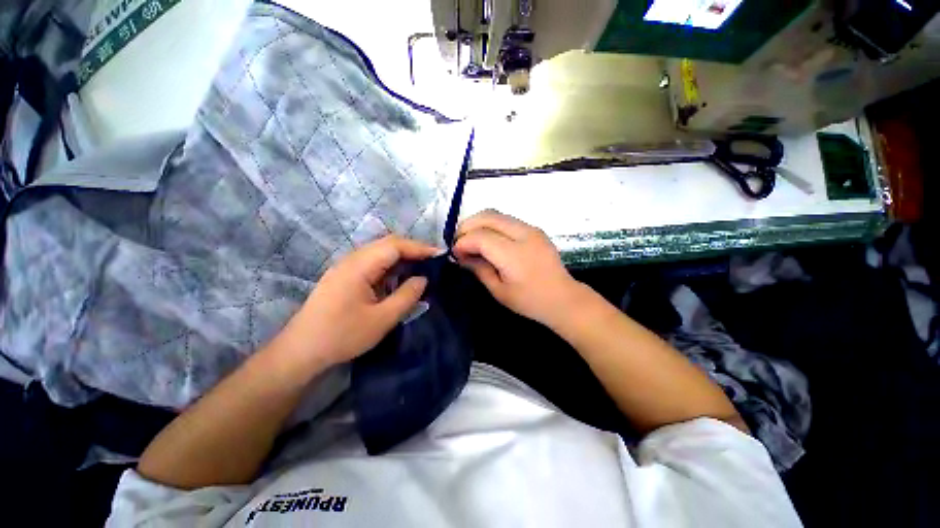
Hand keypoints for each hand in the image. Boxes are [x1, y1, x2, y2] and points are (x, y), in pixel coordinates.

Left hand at [275, 236, 438, 369]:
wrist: (301, 352)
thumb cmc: (342, 336)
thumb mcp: (382, 319)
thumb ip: (407, 296)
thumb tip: (423, 279)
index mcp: (359, 266)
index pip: (394, 246)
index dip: (419, 248)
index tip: (439, 255)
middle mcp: (351, 260)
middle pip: (387, 245)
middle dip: (412, 251)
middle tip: (433, 262)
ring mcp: (346, 268)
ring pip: (380, 254)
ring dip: (402, 259)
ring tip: (421, 269)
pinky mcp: (344, 277)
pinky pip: (372, 264)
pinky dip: (390, 268)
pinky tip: (399, 279)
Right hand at [453, 210, 585, 326]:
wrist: (563, 298)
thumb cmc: (530, 301)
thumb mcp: (499, 291)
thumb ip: (479, 269)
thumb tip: (461, 255)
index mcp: (514, 254)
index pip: (480, 236)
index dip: (463, 242)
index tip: (454, 253)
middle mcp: (523, 234)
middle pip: (487, 216)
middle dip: (467, 226)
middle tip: (459, 242)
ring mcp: (531, 229)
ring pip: (496, 214)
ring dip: (478, 223)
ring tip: (470, 240)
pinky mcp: (534, 229)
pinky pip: (506, 219)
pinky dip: (491, 225)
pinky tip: (487, 239)